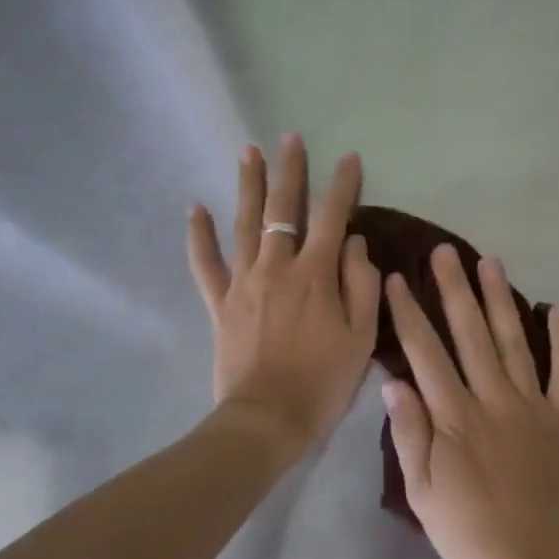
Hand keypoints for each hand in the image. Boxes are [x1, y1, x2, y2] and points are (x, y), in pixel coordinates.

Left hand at [187, 133, 379, 450]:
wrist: (268, 419)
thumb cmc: (323, 380)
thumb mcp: (361, 336)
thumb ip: (362, 284)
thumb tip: (354, 243)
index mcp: (316, 274)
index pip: (332, 217)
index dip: (342, 185)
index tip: (349, 158)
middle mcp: (277, 267)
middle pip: (282, 209)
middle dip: (289, 171)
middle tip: (289, 138)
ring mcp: (244, 282)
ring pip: (244, 224)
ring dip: (247, 185)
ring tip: (248, 151)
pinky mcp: (220, 303)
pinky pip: (205, 264)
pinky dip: (199, 236)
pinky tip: (195, 209)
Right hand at [381, 245, 558, 558]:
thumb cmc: (471, 534)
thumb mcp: (423, 493)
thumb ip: (410, 434)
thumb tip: (393, 381)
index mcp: (455, 416)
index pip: (426, 352)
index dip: (409, 313)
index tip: (397, 279)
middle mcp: (493, 399)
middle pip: (470, 334)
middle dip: (454, 289)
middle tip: (444, 251)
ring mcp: (532, 406)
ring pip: (514, 341)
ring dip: (501, 299)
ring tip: (491, 261)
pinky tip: (557, 310)